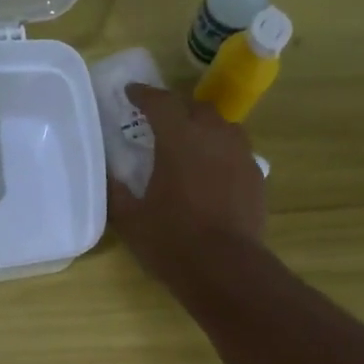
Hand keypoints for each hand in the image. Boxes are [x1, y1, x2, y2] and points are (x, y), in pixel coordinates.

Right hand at [110, 84, 265, 287]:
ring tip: (190, 144)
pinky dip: (221, 153)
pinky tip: (213, 173)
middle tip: (160, 123)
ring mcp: (240, 155)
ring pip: (222, 127)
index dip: (143, 94)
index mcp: (179, 140)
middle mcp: (214, 137)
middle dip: (177, 110)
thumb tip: (108, 174)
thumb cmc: (172, 242)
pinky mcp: (256, 177)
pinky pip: (237, 152)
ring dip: (204, 128)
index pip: (160, 102)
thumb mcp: (130, 220)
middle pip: (195, 108)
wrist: (226, 269)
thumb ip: (115, 192)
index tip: (131, 93)